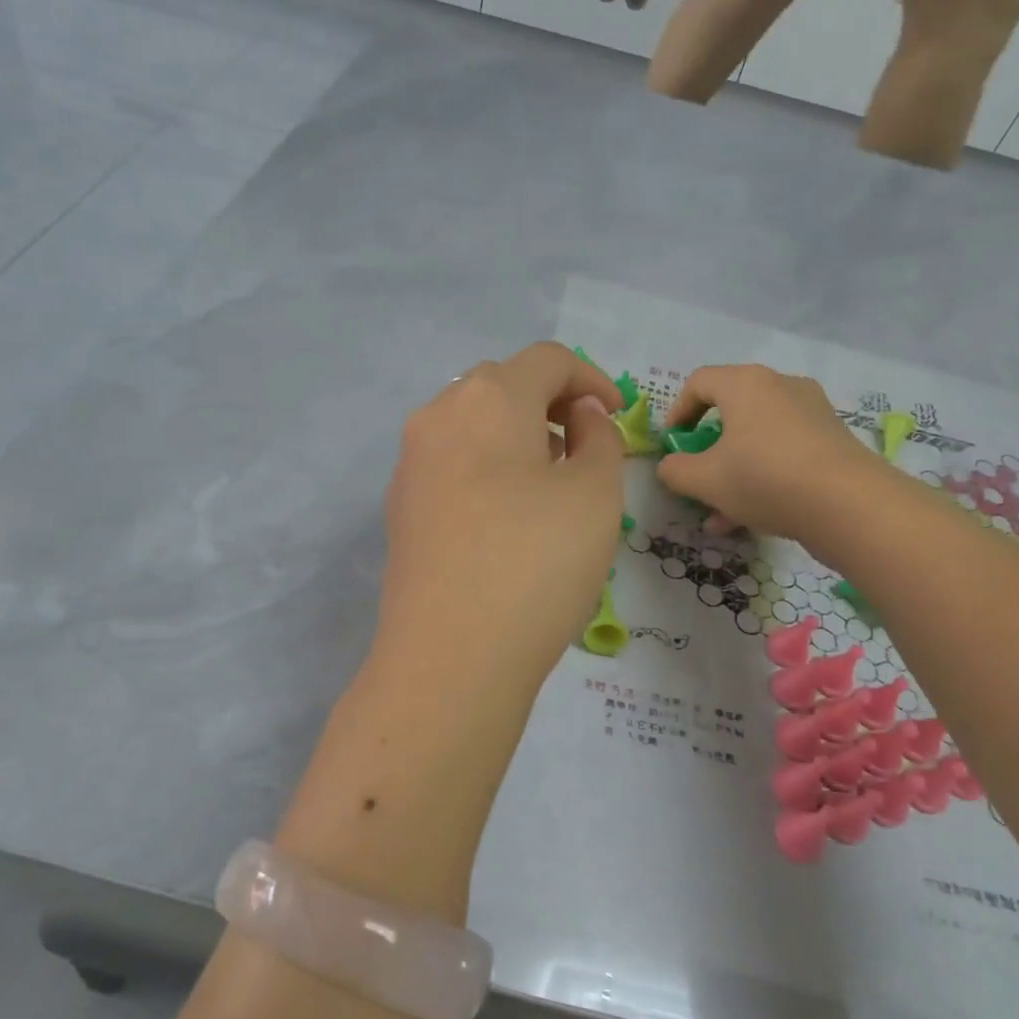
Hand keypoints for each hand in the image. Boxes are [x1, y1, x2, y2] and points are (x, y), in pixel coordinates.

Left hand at [376, 343, 624, 692]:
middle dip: (550, 402)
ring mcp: (411, 463)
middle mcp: (438, 416)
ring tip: (549, 480)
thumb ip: (598, 438)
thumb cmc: (535, 564)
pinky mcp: (401, 506)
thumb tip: (579, 415)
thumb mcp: (594, 495)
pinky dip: (486, 466)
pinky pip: (451, 463)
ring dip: (516, 434)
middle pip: (502, 384)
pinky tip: (506, 514)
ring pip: (472, 423)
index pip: (547, 360)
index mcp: (488, 399)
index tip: (618, 415)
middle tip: (585, 445)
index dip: (591, 378)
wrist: (450, 658)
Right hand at [656, 365, 881, 539]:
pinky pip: (783, 452)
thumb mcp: (705, 480)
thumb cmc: (765, 479)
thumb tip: (670, 466)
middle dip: (707, 449)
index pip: (699, 382)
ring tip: (719, 513)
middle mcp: (781, 387)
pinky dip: (762, 476)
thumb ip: (675, 470)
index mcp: (746, 384)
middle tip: (697, 476)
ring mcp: (811, 413)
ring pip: (757, 438)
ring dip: (732, 471)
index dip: (677, 412)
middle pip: (731, 411)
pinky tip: (750, 518)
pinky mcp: (832, 441)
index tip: (673, 444)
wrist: (849, 505)